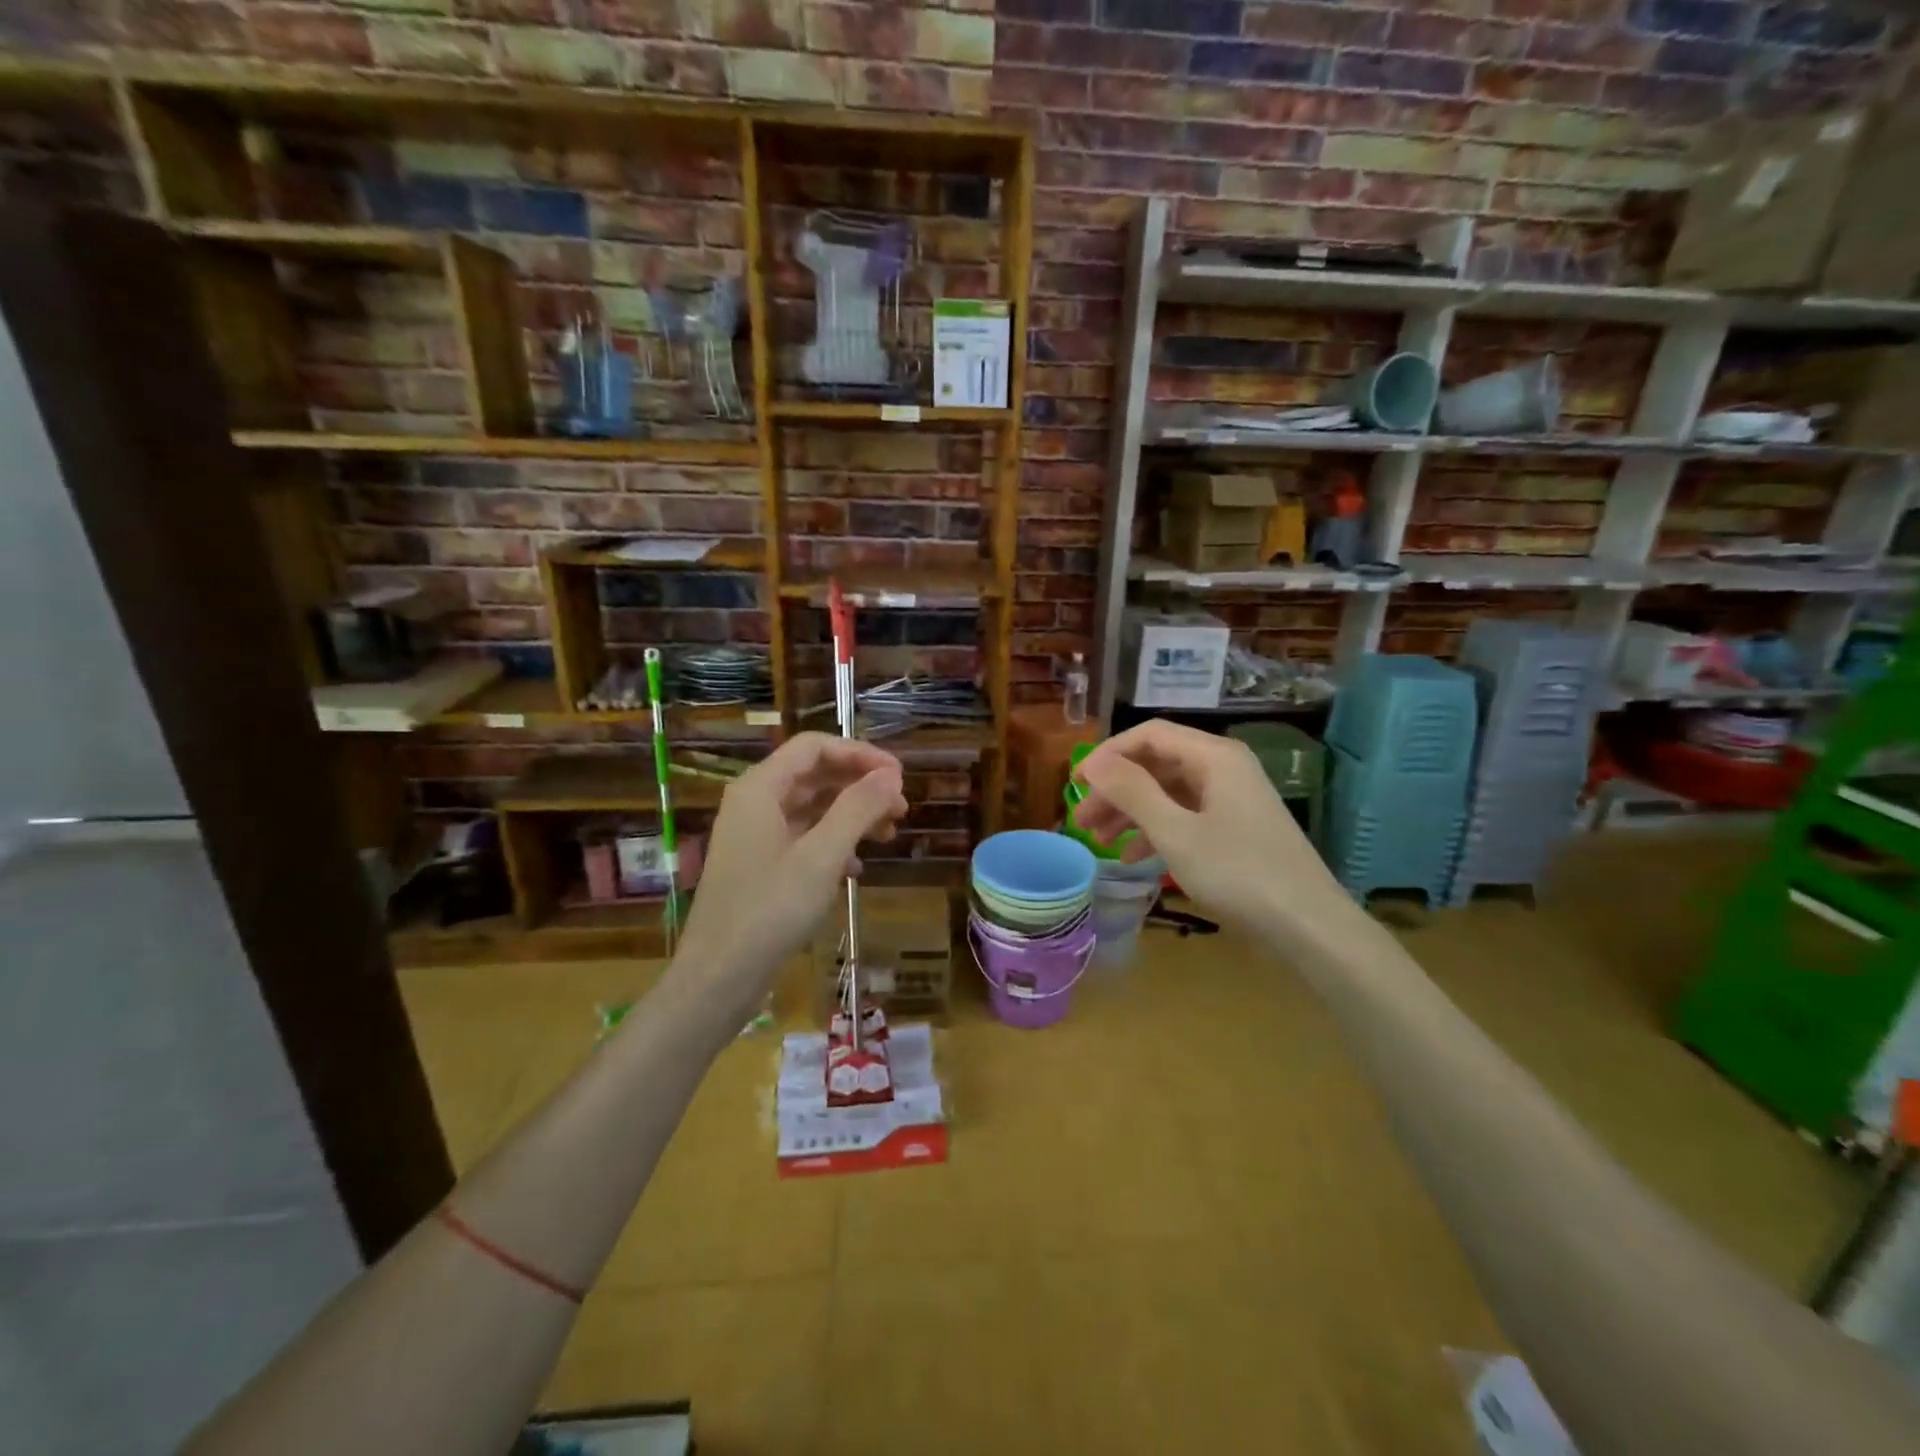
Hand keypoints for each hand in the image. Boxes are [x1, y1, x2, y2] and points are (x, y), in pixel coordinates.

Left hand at [676, 733, 906, 996]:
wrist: (719, 978)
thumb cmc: (769, 911)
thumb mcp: (822, 857)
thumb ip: (857, 809)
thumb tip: (891, 775)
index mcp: (760, 789)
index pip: (814, 747)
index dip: (860, 753)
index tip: (898, 777)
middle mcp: (754, 803)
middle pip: (814, 775)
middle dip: (860, 785)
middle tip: (901, 808)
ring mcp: (755, 836)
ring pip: (812, 807)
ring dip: (852, 815)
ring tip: (888, 835)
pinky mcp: (761, 865)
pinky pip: (803, 837)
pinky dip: (834, 843)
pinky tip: (857, 868)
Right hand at [1072, 720, 1342, 933]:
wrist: (1308, 926)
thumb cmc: (1238, 873)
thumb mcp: (1175, 831)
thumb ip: (1132, 791)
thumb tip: (1094, 761)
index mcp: (1214, 757)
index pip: (1149, 735)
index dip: (1108, 754)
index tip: (1076, 782)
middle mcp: (1224, 769)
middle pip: (1157, 764)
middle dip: (1116, 789)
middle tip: (1081, 819)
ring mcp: (1232, 800)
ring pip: (1168, 793)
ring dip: (1131, 813)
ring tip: (1097, 840)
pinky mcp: (1235, 829)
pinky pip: (1185, 816)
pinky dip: (1156, 831)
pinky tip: (1132, 857)